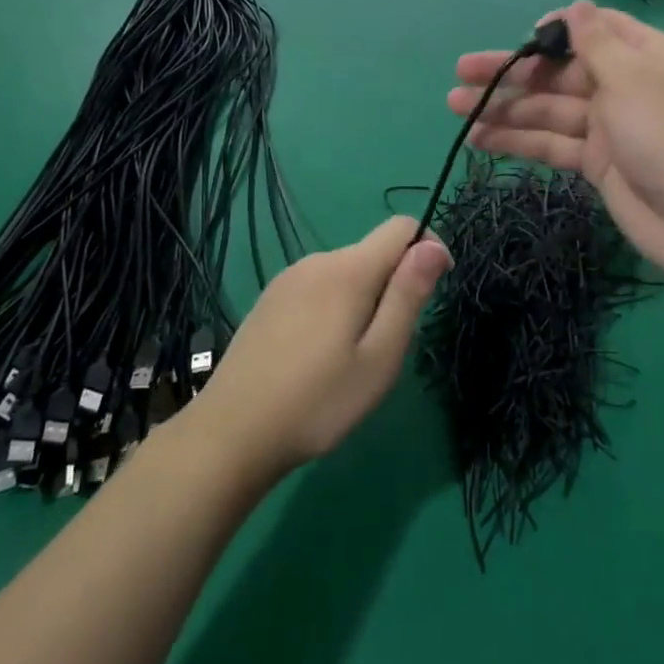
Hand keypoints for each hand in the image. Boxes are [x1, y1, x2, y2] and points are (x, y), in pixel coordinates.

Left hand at [189, 218, 451, 478]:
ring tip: (349, 359)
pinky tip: (317, 356)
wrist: (229, 436)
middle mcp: (317, 261)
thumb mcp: (379, 357)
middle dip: (393, 286)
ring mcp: (288, 279)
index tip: (430, 296)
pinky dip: (334, 308)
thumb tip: (434, 244)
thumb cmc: (317, 403)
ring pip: (346, 272)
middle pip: (374, 252)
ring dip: (363, 300)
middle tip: (384, 348)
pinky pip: (319, 287)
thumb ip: (408, 296)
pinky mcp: (269, 299)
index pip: (402, 227)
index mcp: (348, 270)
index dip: (427, 250)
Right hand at [448, 0, 663, 287]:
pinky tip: (480, 139)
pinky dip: (519, 141)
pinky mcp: (596, 164)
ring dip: (505, 109)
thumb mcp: (632, 77)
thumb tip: (576, 5)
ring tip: (455, 108)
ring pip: (548, 110)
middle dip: (513, 73)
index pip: (595, 30)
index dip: (557, 30)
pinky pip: (552, 144)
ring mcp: (608, 127)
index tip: (523, 36)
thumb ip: (596, 43)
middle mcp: (623, 86)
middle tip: (461, 73)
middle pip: (560, 73)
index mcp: (642, 56)